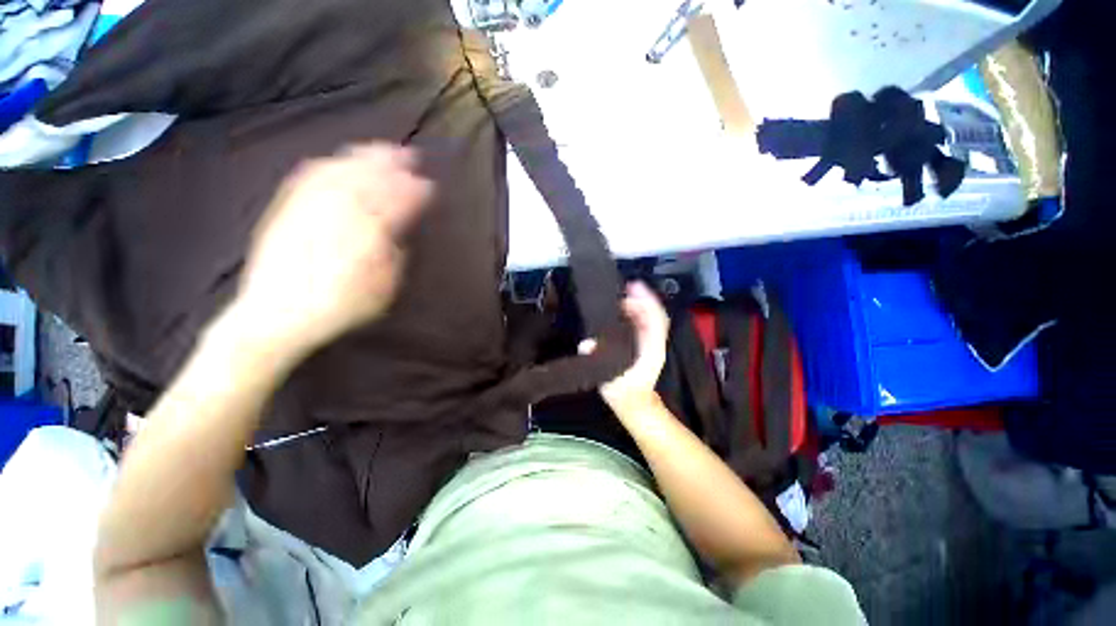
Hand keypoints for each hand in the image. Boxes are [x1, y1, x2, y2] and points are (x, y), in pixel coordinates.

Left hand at [232, 143, 432, 360]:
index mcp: (369, 235)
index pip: (397, 202)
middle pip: (369, 179)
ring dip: (362, 158)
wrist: (278, 315)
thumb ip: (395, 256)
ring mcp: (310, 208)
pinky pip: (307, 178)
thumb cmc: (341, 307)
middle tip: (407, 153)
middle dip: (391, 164)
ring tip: (377, 149)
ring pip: (340, 172)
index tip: (428, 183)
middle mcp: (339, 213)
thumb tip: (397, 233)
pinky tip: (333, 160)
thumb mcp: (384, 288)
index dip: (414, 191)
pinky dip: (325, 166)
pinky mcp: (286, 210)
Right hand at [580, 282, 669, 411]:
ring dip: (636, 304)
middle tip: (621, 289)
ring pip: (648, 317)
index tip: (633, 286)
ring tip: (620, 296)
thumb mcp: (610, 379)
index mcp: (652, 348)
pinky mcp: (644, 344)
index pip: (655, 318)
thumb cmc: (624, 393)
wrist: (634, 405)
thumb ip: (599, 362)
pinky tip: (620, 310)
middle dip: (639, 298)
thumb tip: (585, 344)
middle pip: (652, 313)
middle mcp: (654, 342)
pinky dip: (634, 313)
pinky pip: (642, 323)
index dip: (646, 301)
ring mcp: (651, 342)